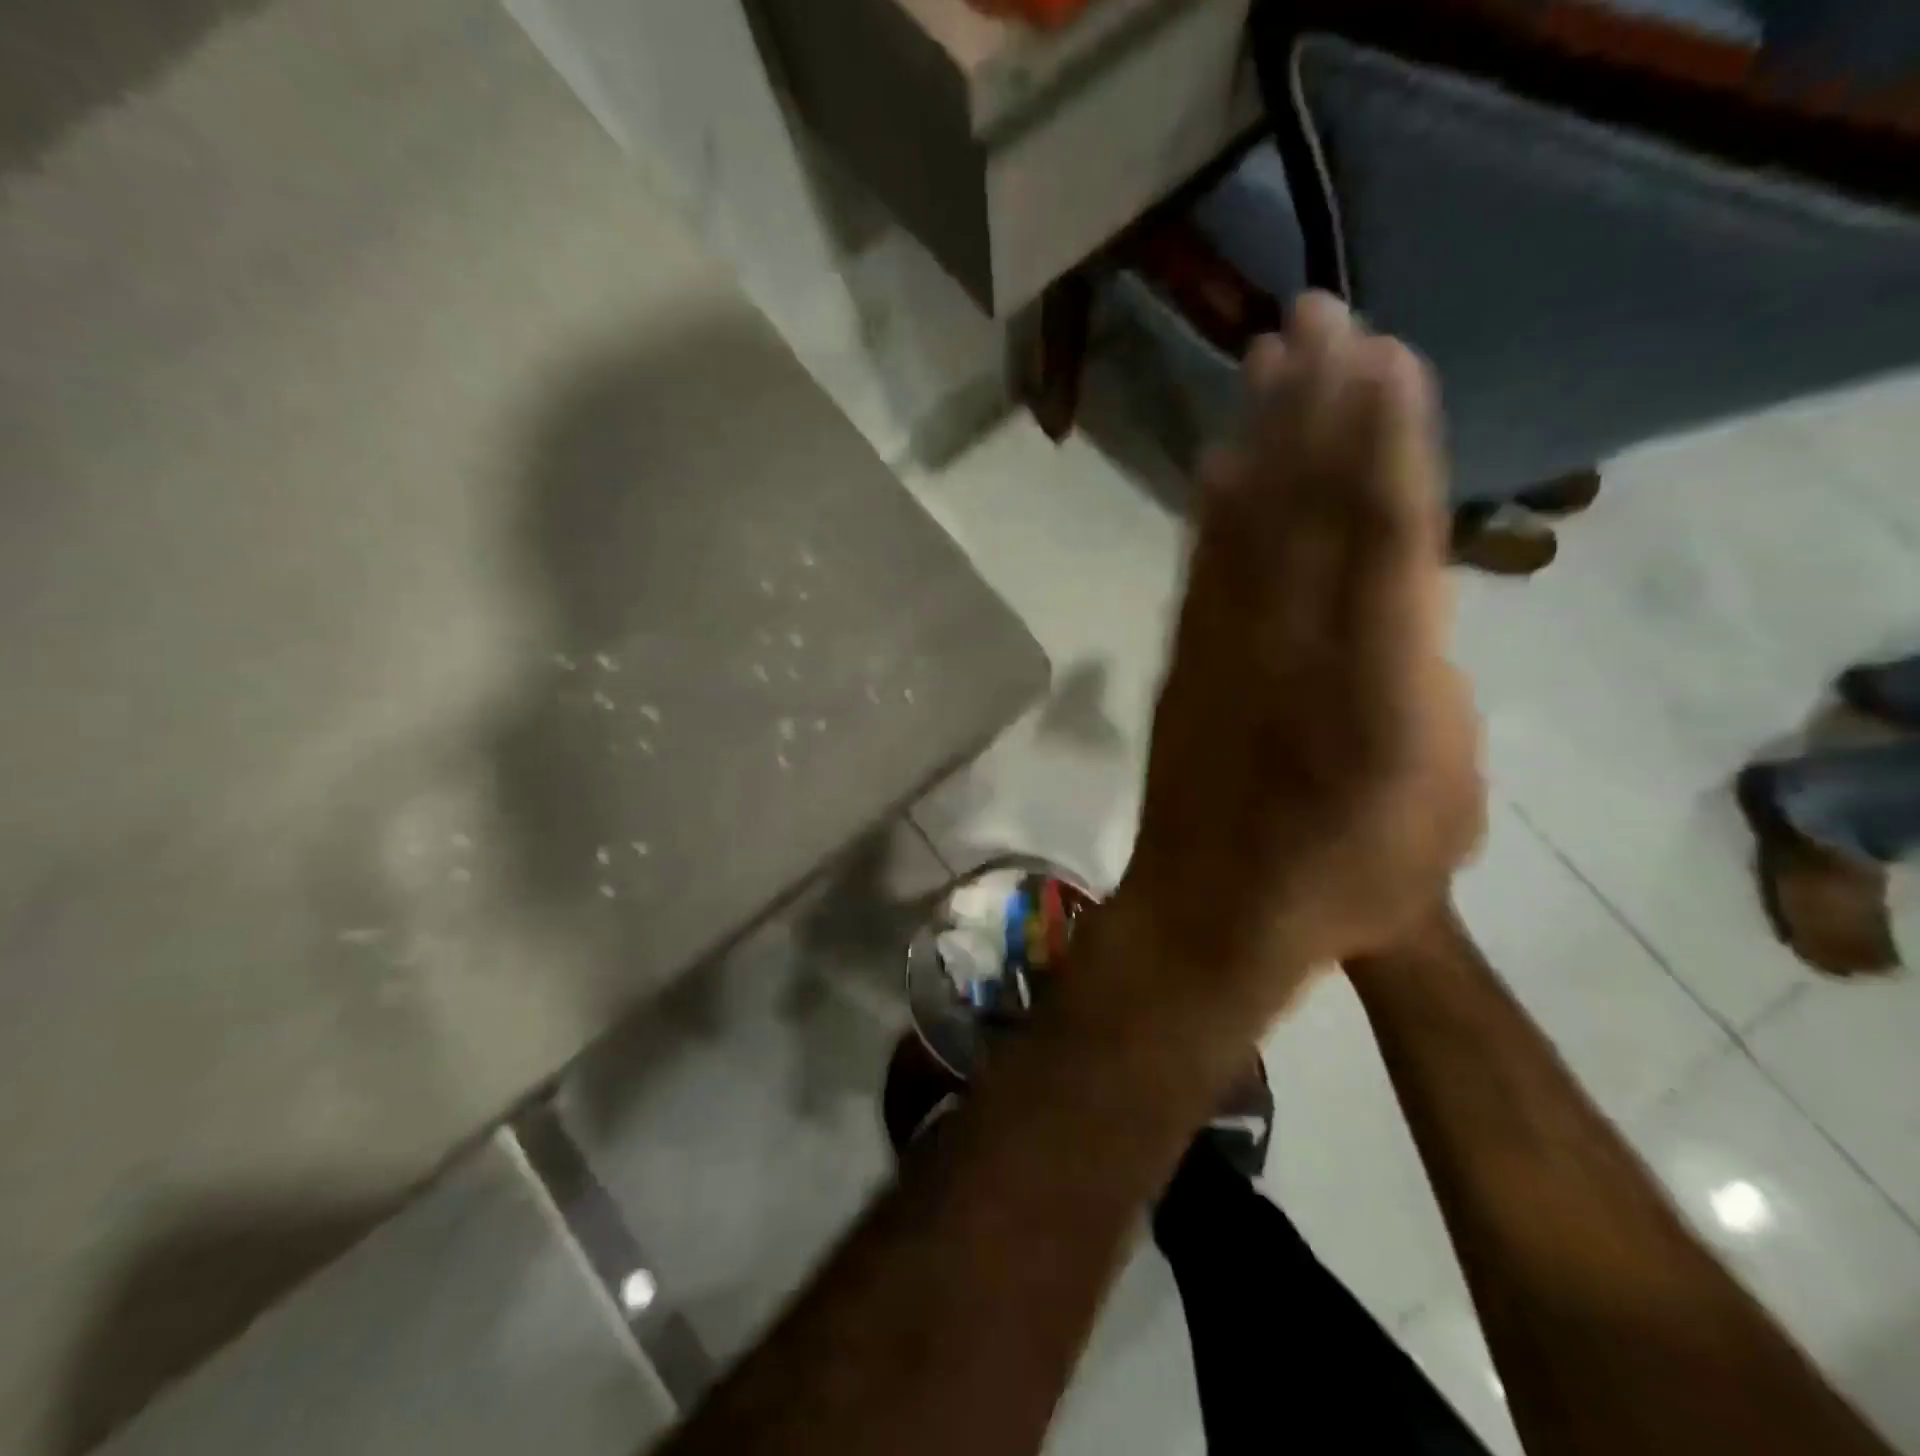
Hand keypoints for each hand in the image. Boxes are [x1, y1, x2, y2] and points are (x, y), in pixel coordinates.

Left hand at [1118, 294, 1483, 1026]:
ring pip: (1245, 526)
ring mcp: (1224, 654)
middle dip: (1313, 406)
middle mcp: (1292, 649)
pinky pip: (1198, 573)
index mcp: (1376, 685)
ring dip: (1258, 437)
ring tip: (1266, 360)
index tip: (1385, 359)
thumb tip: (1404, 610)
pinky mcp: (1183, 668)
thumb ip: (1429, 691)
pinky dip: (1208, 513)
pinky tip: (1214, 464)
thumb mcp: (1440, 803)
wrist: (1214, 913)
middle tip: (1314, 315)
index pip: (1385, 537)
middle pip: (1306, 509)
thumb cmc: (1346, 882)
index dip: (1385, 440)